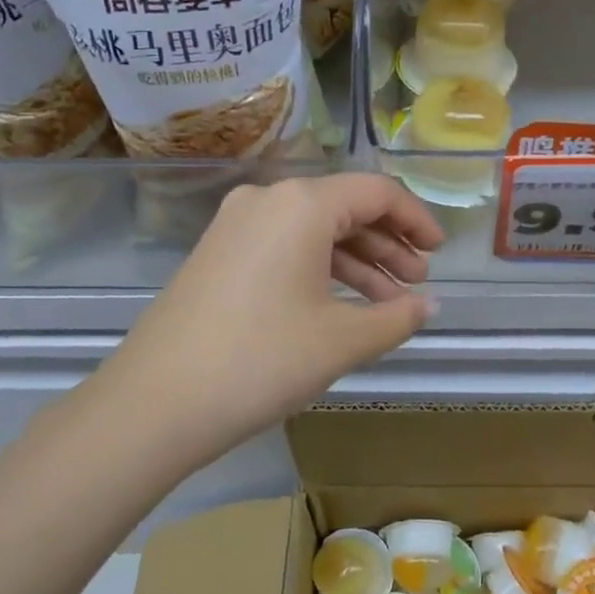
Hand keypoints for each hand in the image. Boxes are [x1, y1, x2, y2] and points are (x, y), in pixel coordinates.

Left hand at [91, 174, 443, 466]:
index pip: (377, 192)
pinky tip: (341, 306)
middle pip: (344, 207)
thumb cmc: (261, 360)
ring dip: (356, 261)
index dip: (416, 219)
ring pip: (313, 230)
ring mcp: (235, 225)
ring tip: (388, 303)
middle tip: (416, 283)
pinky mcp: (217, 253)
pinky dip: (319, 270)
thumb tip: (429, 305)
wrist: (155, 402)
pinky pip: (284, 247)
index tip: (439, 252)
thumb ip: (396, 317)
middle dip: (388, 244)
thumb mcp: (341, 340)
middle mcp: (266, 200)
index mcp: (301, 204)